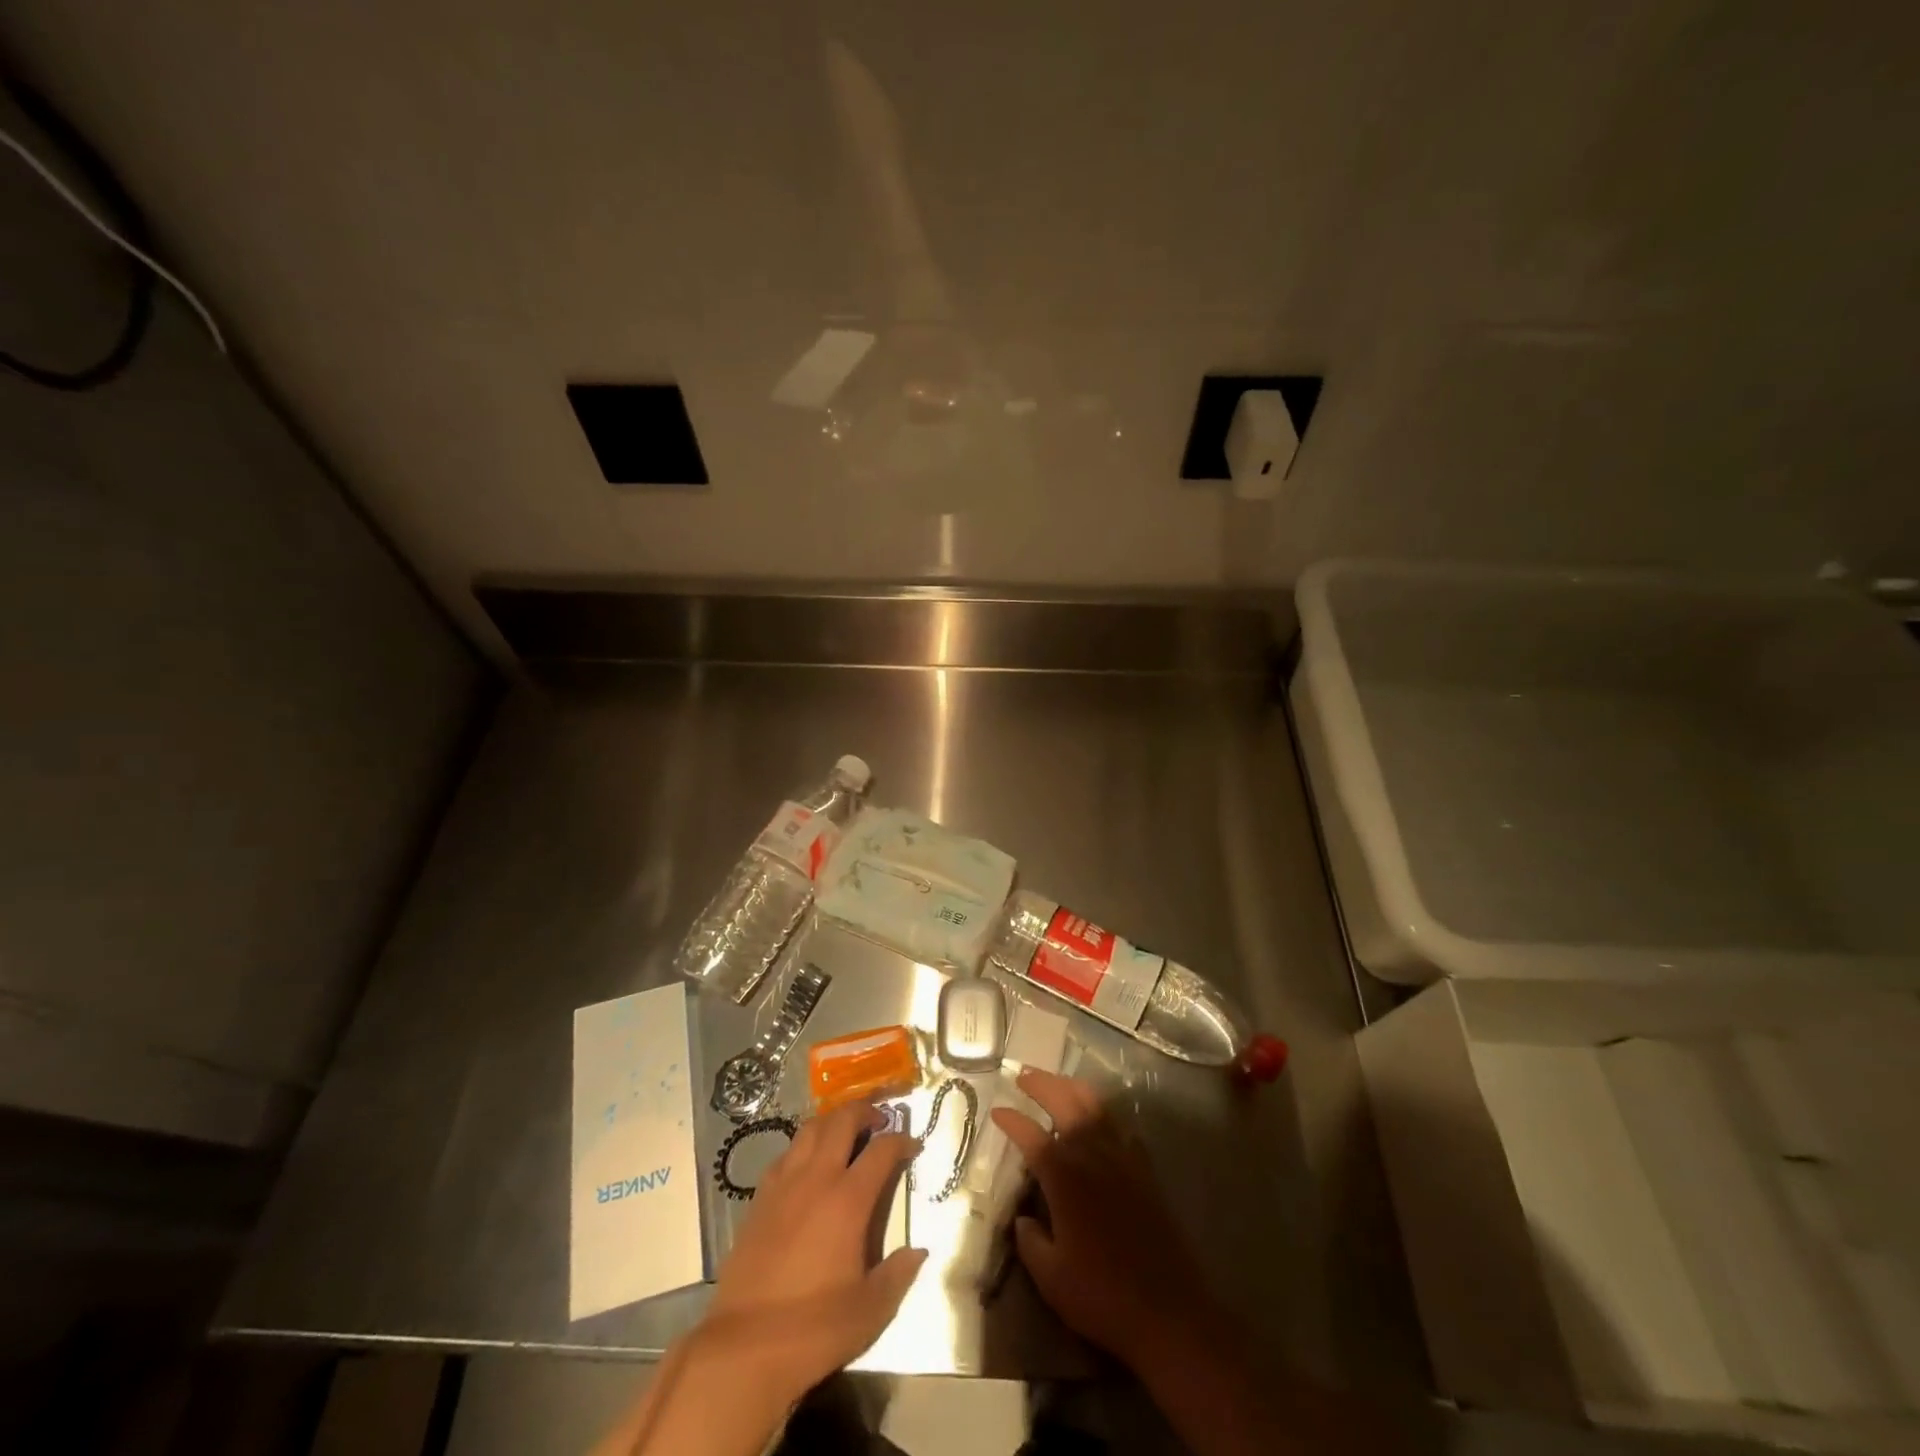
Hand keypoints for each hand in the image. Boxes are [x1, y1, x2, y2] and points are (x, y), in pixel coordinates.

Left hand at [705, 1101, 926, 1399]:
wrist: (744, 1348)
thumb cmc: (814, 1329)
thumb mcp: (870, 1310)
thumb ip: (898, 1275)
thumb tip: (918, 1252)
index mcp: (849, 1200)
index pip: (882, 1150)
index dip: (902, 1141)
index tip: (913, 1145)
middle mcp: (816, 1179)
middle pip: (842, 1121)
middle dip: (865, 1110)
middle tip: (880, 1119)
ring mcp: (783, 1185)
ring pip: (809, 1129)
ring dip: (832, 1122)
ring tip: (845, 1133)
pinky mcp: (759, 1199)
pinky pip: (785, 1155)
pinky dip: (803, 1147)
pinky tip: (807, 1166)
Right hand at [992, 1069, 1222, 1369]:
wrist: (1168, 1311)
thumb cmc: (1102, 1295)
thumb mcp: (1051, 1278)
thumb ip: (1030, 1242)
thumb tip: (1022, 1219)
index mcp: (1065, 1178)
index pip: (1032, 1136)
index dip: (1012, 1120)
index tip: (996, 1111)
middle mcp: (1093, 1156)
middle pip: (1066, 1104)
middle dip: (1042, 1084)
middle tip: (1023, 1074)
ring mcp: (1122, 1159)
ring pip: (1096, 1106)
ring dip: (1072, 1088)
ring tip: (1056, 1081)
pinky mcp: (1144, 1170)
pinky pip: (1120, 1125)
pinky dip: (1104, 1111)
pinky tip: (1097, 1114)